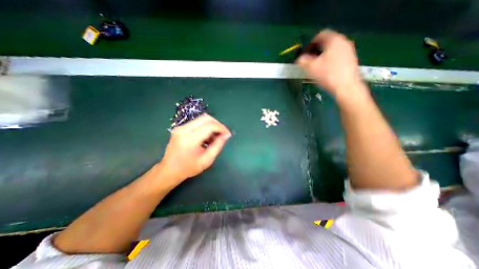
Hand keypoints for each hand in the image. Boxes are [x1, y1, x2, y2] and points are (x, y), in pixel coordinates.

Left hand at [159, 113, 231, 182]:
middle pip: (206, 118)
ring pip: (202, 118)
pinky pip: (197, 122)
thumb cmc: (189, 168)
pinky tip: (206, 137)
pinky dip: (205, 127)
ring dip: (211, 125)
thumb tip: (226, 135)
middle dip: (217, 124)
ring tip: (214, 137)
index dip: (222, 128)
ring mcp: (180, 127)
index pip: (210, 125)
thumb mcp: (207, 160)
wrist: (169, 170)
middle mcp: (184, 129)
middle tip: (222, 134)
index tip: (227, 134)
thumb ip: (218, 145)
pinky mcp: (180, 127)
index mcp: (190, 139)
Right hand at [299, 30, 366, 103]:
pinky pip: (337, 56)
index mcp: (334, 40)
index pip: (321, 35)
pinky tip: (326, 71)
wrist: (346, 87)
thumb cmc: (328, 75)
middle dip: (316, 51)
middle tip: (309, 61)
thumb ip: (302, 61)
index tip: (305, 53)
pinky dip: (330, 60)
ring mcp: (349, 51)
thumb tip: (299, 59)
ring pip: (332, 50)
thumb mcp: (311, 68)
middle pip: (327, 42)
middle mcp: (344, 42)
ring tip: (317, 67)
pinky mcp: (351, 60)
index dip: (310, 43)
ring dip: (323, 56)